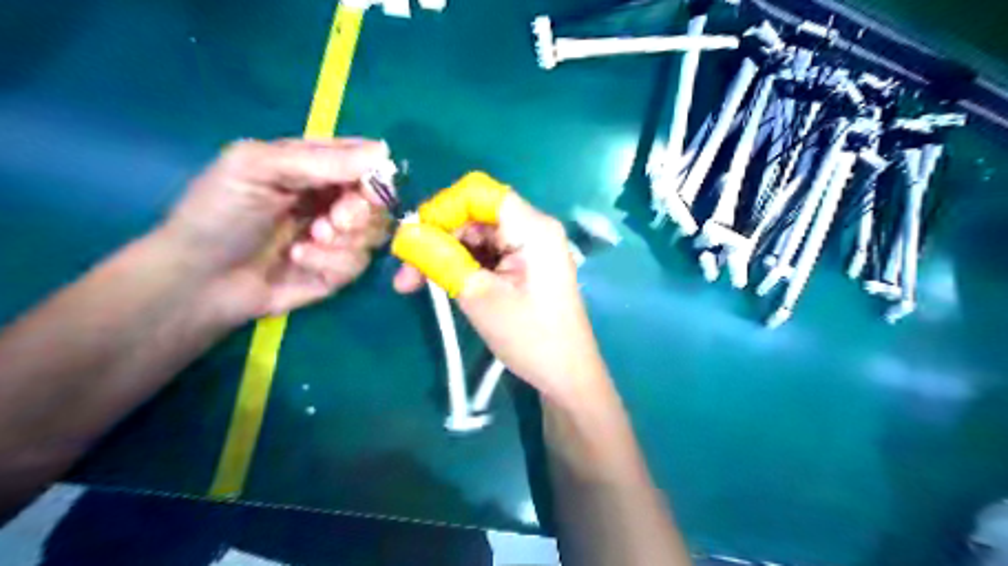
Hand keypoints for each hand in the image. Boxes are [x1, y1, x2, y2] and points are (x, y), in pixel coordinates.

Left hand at [159, 137, 390, 321]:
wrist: (198, 281)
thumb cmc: (219, 214)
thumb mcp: (256, 169)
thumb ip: (319, 160)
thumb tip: (383, 151)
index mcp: (315, 167)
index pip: (365, 161)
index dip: (375, 174)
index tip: (366, 190)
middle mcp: (332, 199)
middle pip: (378, 200)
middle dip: (360, 212)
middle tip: (335, 221)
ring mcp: (337, 237)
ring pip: (375, 233)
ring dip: (345, 239)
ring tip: (307, 242)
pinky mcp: (338, 269)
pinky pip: (358, 263)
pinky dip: (332, 262)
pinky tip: (299, 261)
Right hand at [392, 181, 609, 405]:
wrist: (566, 374)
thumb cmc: (530, 337)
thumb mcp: (479, 297)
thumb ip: (440, 260)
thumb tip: (405, 235)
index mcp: (532, 227)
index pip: (478, 192)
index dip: (442, 209)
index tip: (415, 240)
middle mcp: (532, 227)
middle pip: (474, 214)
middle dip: (437, 238)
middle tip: (406, 275)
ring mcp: (529, 246)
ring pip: (476, 236)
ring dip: (445, 255)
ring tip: (414, 285)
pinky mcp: (524, 264)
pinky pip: (486, 253)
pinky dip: (462, 265)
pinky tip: (442, 285)